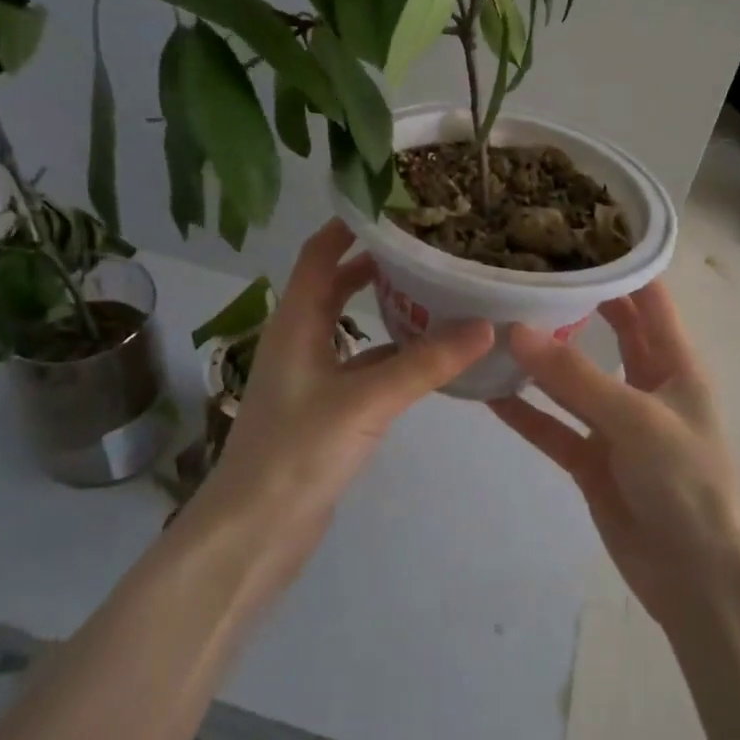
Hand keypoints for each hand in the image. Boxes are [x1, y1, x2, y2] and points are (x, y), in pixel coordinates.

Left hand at [191, 221, 492, 572]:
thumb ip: (424, 363)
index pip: (320, 253)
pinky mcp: (326, 409)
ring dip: (388, 307)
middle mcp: (301, 339)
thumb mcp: (364, 401)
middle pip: (338, 283)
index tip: (396, 204)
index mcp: (296, 321)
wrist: (253, 535)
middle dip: (377, 262)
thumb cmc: (296, 454)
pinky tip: (430, 355)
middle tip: (429, 245)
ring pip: (354, 325)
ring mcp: (312, 376)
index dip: (350, 225)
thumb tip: (486, 324)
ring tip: (440, 290)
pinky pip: (364, 365)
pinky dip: (393, 353)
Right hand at [490, 282, 739, 627]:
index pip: (647, 296)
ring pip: (571, 376)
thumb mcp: (636, 419)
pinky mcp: (590, 458)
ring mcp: (614, 422)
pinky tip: (487, 391)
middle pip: (607, 328)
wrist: (697, 578)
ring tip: (494, 320)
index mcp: (673, 362)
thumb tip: (514, 329)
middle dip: (573, 299)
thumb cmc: (686, 482)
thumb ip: (575, 375)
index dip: (619, 262)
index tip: (573, 230)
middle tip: (524, 267)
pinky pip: (551, 425)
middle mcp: (644, 383)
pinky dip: (523, 410)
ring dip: (539, 355)